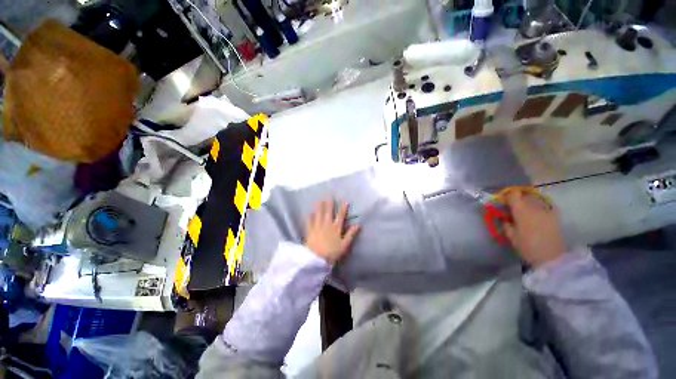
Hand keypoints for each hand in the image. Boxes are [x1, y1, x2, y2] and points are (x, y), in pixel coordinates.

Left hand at [305, 199, 360, 264]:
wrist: (316, 259)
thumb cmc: (332, 253)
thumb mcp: (345, 245)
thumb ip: (351, 234)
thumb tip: (358, 225)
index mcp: (336, 228)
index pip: (341, 216)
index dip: (343, 208)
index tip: (345, 201)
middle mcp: (327, 225)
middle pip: (328, 212)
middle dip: (329, 203)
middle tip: (328, 195)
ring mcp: (318, 227)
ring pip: (318, 214)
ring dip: (319, 206)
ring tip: (319, 200)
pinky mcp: (310, 231)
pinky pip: (310, 222)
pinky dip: (310, 217)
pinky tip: (309, 213)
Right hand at [503, 190, 566, 267]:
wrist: (551, 257)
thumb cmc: (527, 247)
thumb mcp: (512, 237)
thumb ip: (507, 225)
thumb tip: (505, 218)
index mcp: (520, 211)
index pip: (513, 195)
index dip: (507, 195)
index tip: (503, 199)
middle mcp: (533, 207)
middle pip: (525, 194)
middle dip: (519, 197)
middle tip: (514, 204)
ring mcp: (546, 210)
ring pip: (536, 198)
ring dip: (530, 200)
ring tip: (526, 207)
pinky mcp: (555, 215)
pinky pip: (548, 204)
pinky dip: (542, 204)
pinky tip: (540, 210)